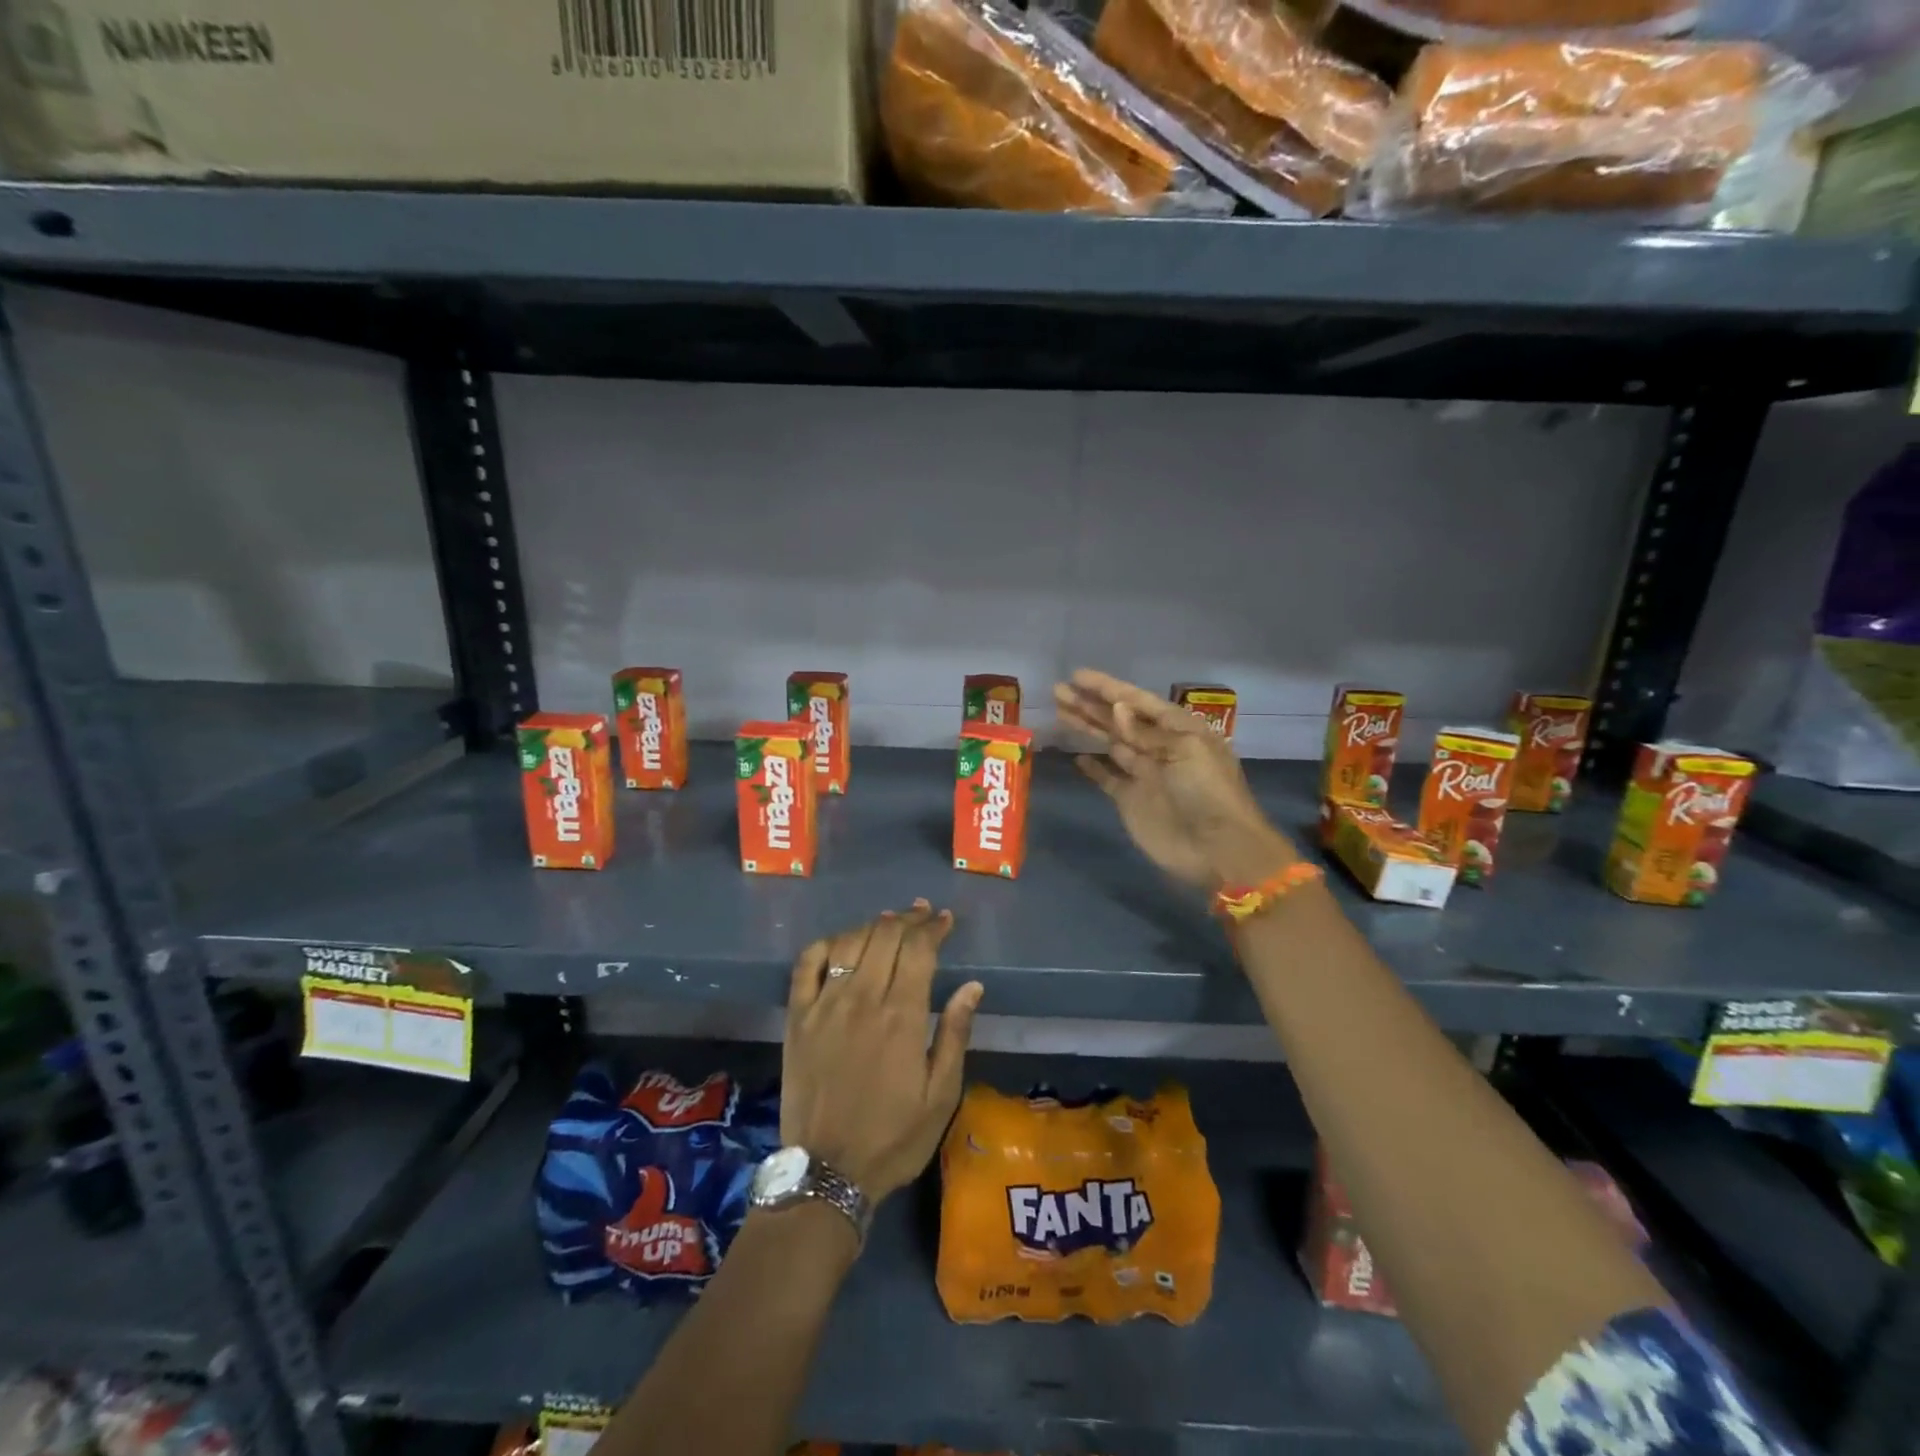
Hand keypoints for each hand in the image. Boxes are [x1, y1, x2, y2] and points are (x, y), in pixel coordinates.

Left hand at [782, 901, 983, 1202]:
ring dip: (873, 925)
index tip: (944, 919)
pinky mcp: (797, 1017)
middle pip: (885, 935)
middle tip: (922, 914)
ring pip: (849, 942)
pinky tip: (841, 944)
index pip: (919, 949)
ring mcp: (824, 1005)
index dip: (933, 927)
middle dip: (908, 918)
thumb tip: (972, 986)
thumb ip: (954, 1034)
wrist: (827, 1173)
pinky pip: (806, 964)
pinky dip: (826, 944)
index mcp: (901, 1016)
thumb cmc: (894, 1137)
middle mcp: (862, 998)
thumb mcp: (941, 1095)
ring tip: (889, 922)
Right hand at [1054, 669, 1297, 888]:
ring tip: (1060, 711)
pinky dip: (1094, 768)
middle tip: (1058, 690)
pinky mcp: (1132, 800)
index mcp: (1179, 729)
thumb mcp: (1184, 751)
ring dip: (1087, 727)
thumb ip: (1146, 732)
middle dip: (1090, 704)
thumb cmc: (1208, 792)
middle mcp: (1159, 747)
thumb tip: (1116, 709)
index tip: (1077, 675)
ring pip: (1110, 743)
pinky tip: (1077, 756)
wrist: (1217, 849)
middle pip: (1119, 720)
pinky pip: (1108, 778)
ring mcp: (1144, 774)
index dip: (1107, 688)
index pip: (1137, 701)